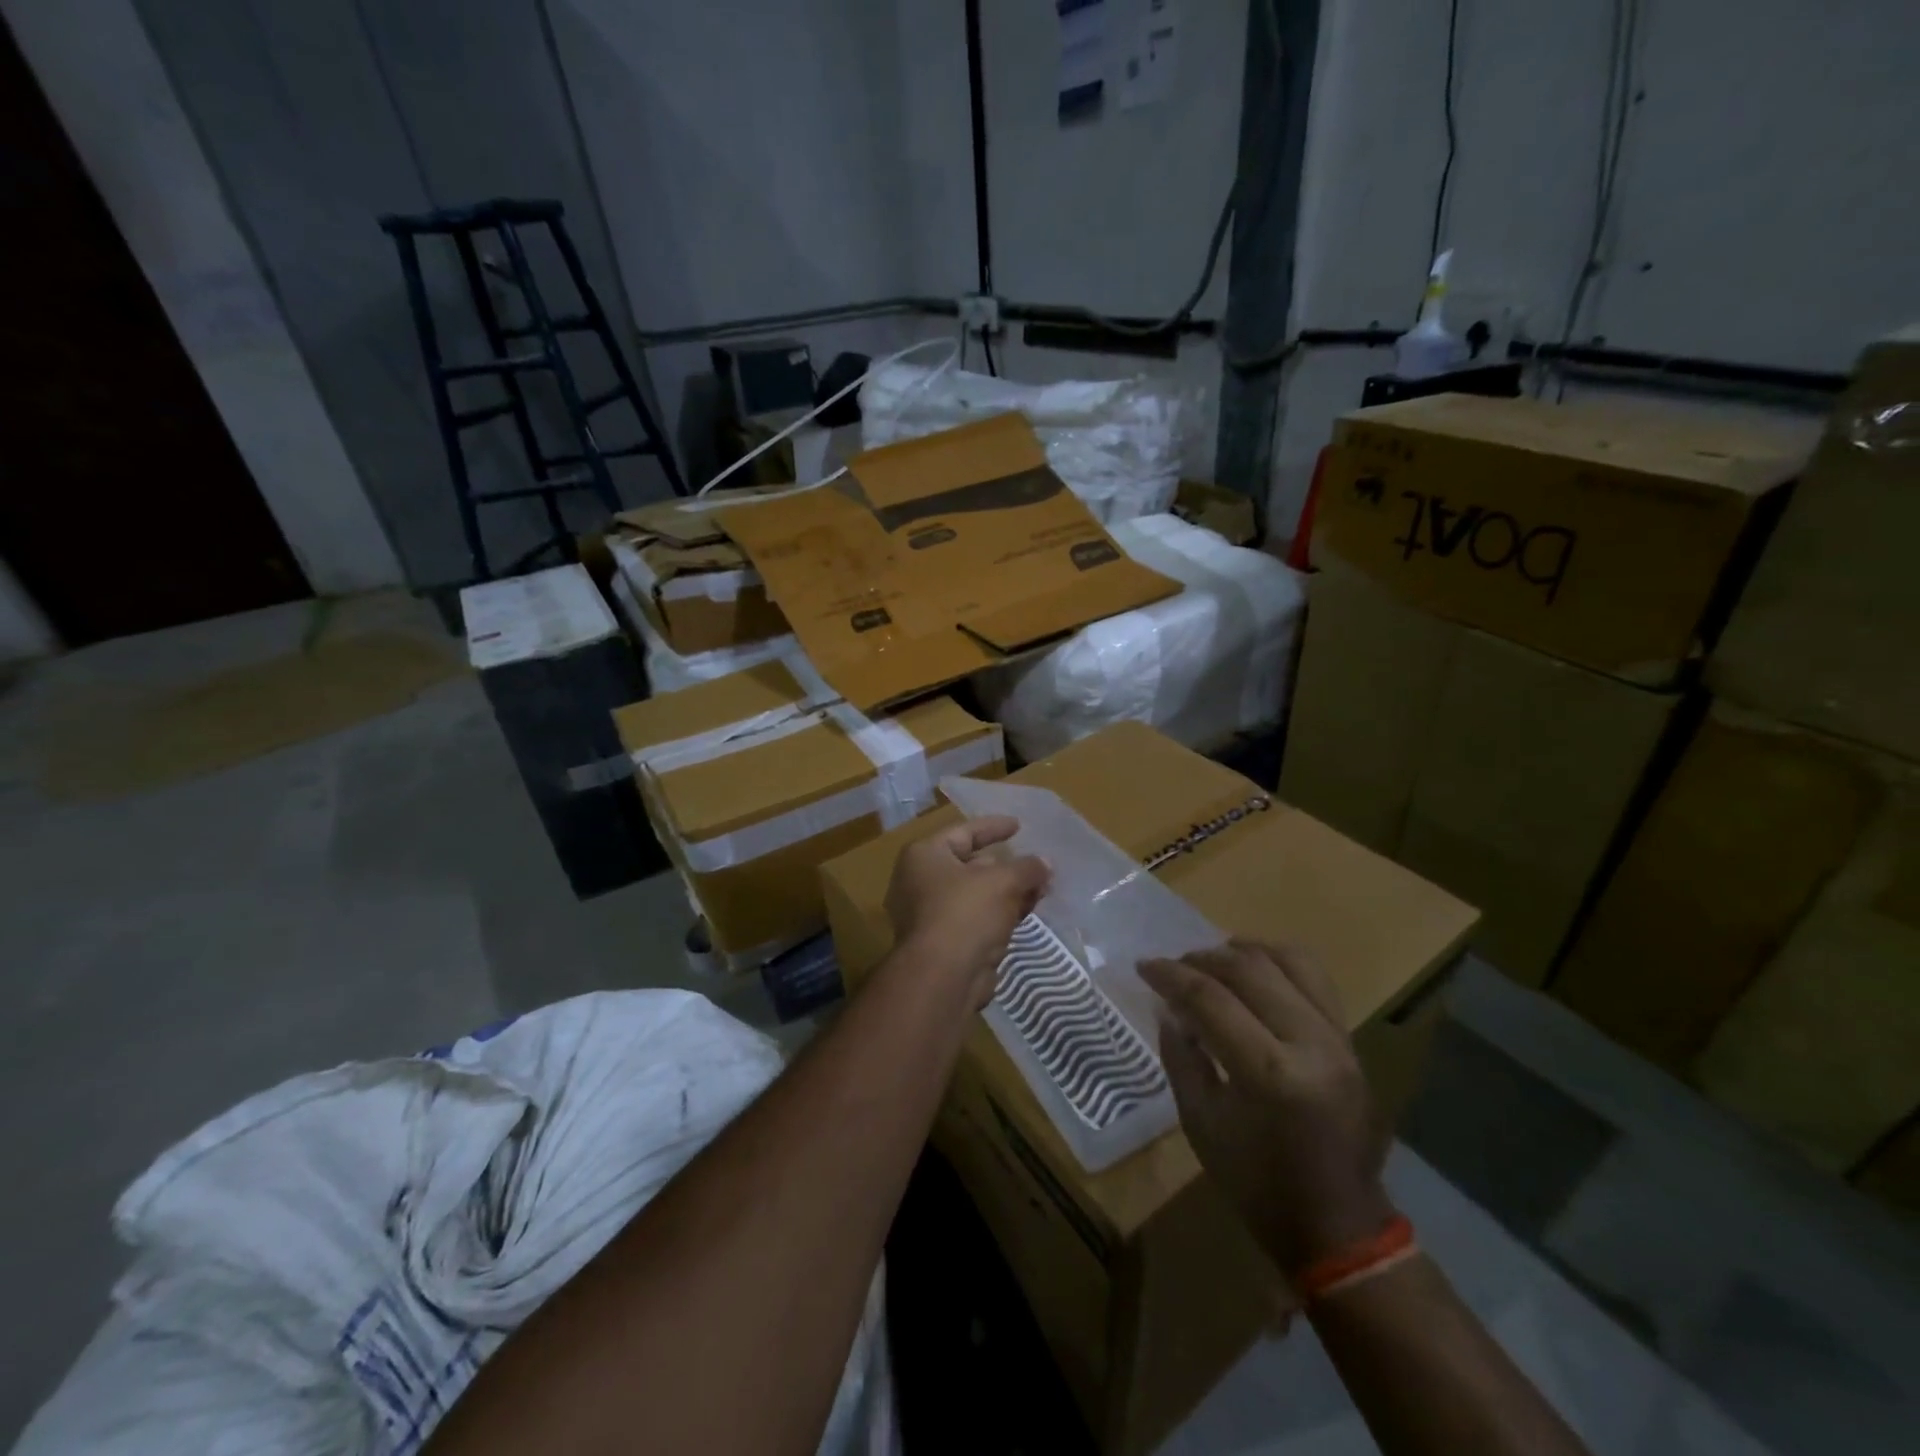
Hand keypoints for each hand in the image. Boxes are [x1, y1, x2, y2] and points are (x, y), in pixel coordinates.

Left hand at [885, 815, 1049, 1009]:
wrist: (943, 977)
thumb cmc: (966, 912)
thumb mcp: (1003, 881)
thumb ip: (1027, 867)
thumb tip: (1045, 863)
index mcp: (924, 856)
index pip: (964, 832)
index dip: (994, 827)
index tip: (1019, 825)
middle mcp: (920, 882)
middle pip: (971, 864)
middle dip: (1007, 865)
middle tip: (1037, 864)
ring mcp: (930, 915)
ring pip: (977, 895)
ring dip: (1009, 891)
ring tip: (1042, 887)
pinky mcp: (945, 943)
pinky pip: (977, 918)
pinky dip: (1001, 913)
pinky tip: (1028, 911)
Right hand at [1141, 940, 1391, 1277]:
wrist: (1337, 1224)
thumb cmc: (1257, 1182)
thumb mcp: (1201, 1122)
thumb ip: (1181, 1055)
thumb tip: (1167, 1007)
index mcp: (1270, 1073)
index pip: (1211, 999)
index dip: (1171, 976)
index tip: (1144, 966)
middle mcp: (1310, 1042)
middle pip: (1248, 970)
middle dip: (1201, 959)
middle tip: (1172, 966)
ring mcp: (1338, 1038)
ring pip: (1288, 960)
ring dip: (1242, 951)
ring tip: (1212, 959)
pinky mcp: (1350, 1039)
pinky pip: (1315, 978)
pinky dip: (1277, 961)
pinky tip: (1252, 969)